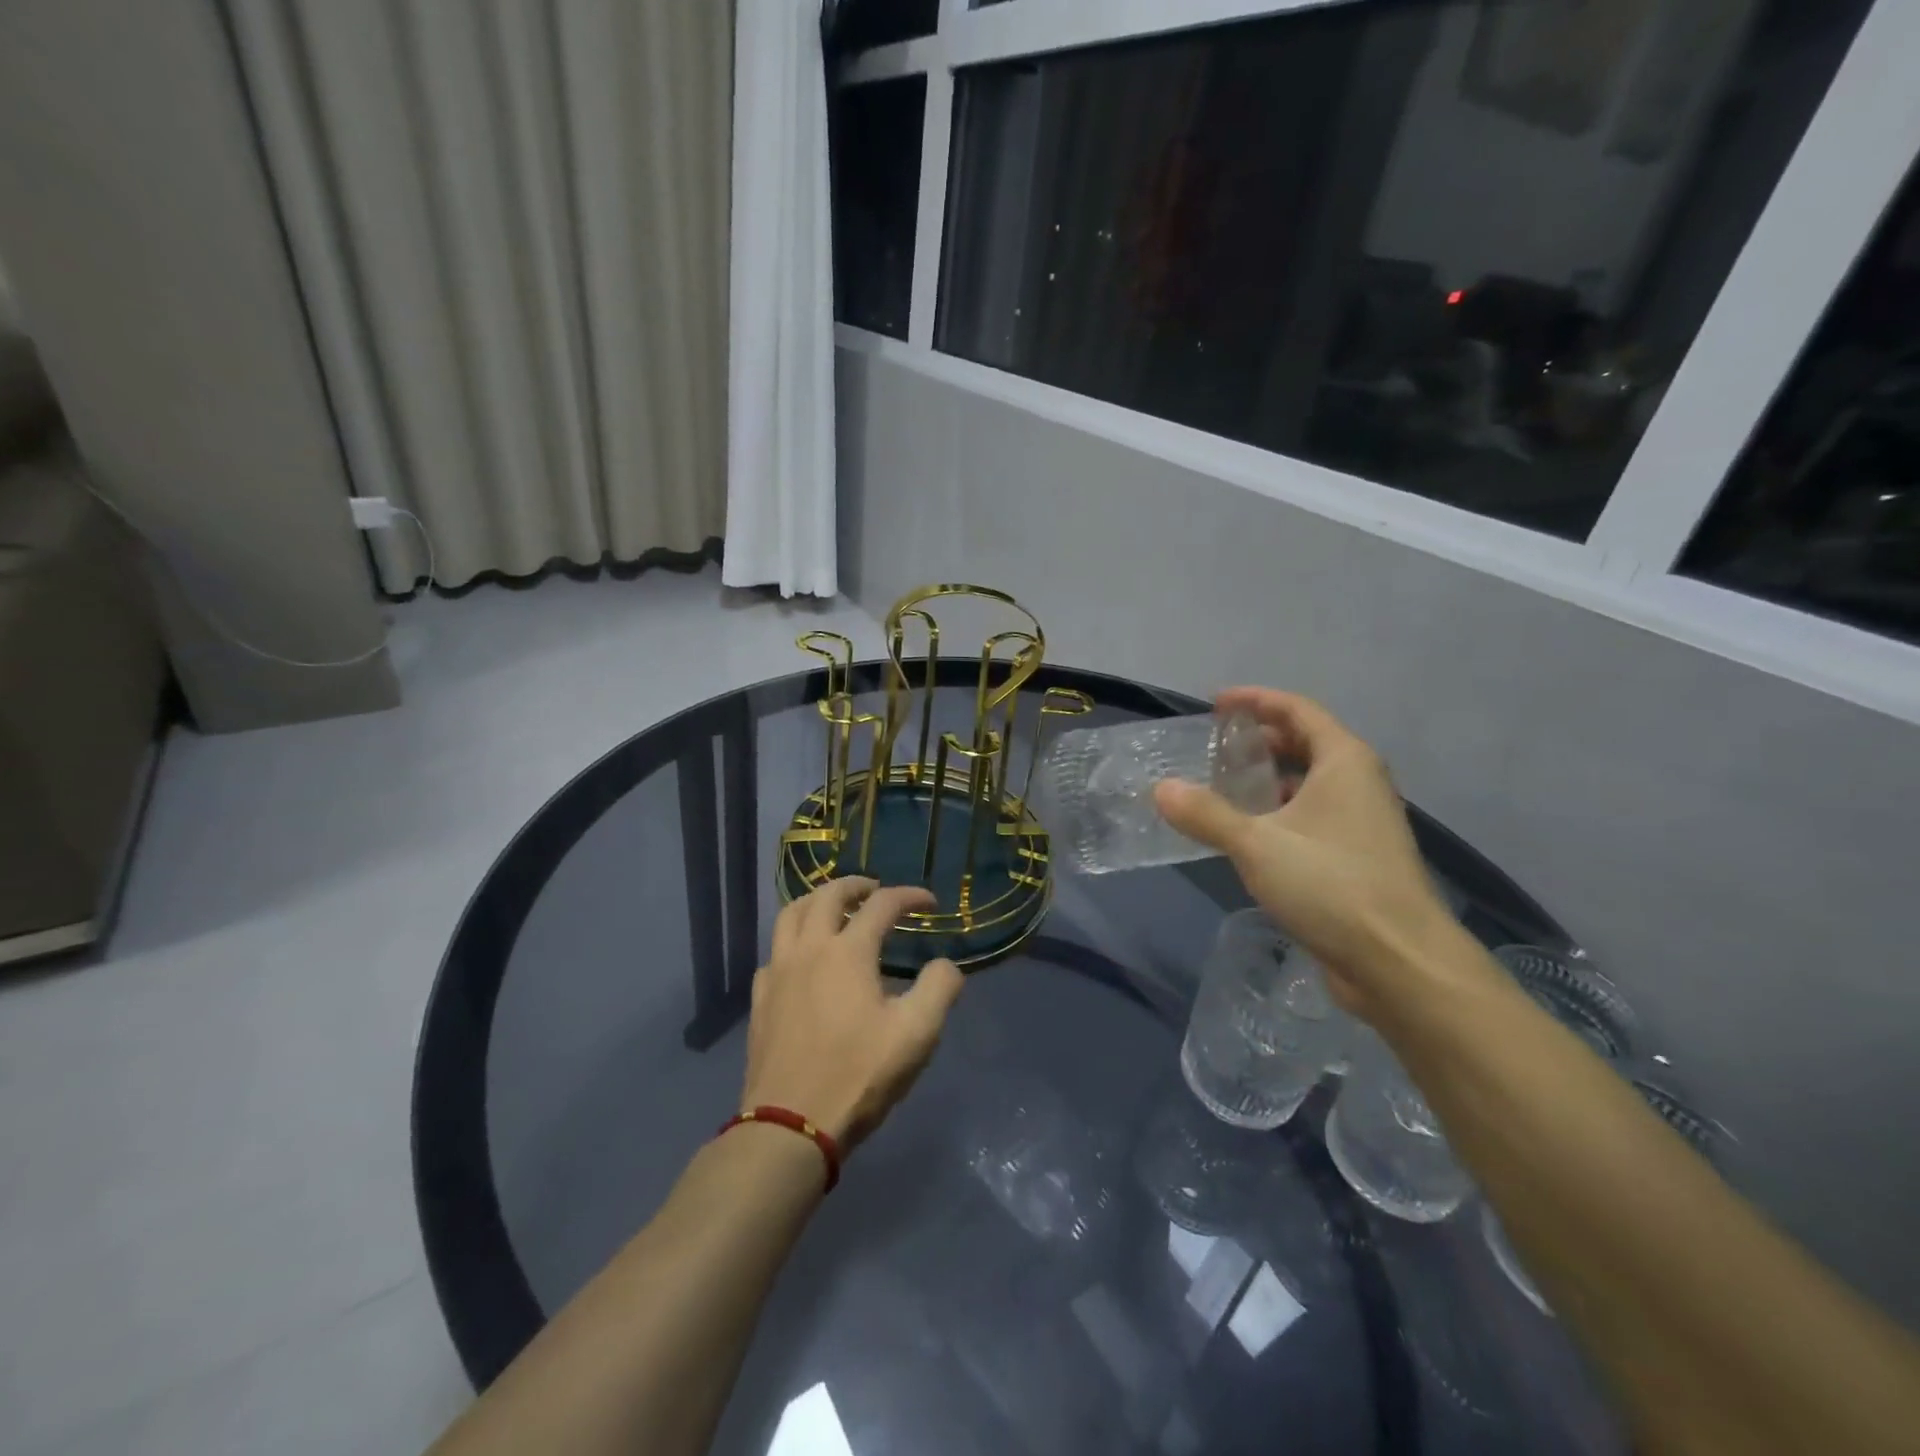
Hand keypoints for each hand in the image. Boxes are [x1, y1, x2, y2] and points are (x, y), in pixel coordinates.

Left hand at [740, 878, 964, 1149]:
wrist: (790, 1126)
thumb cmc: (857, 1075)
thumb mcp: (916, 1034)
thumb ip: (939, 988)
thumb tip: (945, 964)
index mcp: (847, 952)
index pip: (882, 904)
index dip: (909, 896)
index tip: (930, 902)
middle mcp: (808, 950)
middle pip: (827, 896)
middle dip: (855, 885)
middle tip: (875, 889)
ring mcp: (778, 973)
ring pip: (791, 915)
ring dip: (816, 901)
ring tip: (834, 908)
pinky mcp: (760, 1000)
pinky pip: (774, 952)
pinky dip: (793, 941)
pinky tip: (803, 960)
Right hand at [1154, 688, 1471, 1020]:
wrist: (1399, 961)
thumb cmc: (1331, 884)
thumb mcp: (1257, 844)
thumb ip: (1206, 814)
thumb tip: (1161, 789)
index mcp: (1344, 761)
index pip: (1296, 710)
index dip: (1254, 700)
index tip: (1215, 705)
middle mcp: (1358, 782)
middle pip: (1305, 742)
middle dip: (1260, 739)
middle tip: (1215, 748)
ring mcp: (1361, 821)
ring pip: (1309, 782)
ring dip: (1268, 778)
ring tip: (1223, 786)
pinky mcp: (1356, 856)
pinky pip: (1311, 816)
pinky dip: (1278, 811)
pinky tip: (1248, 833)